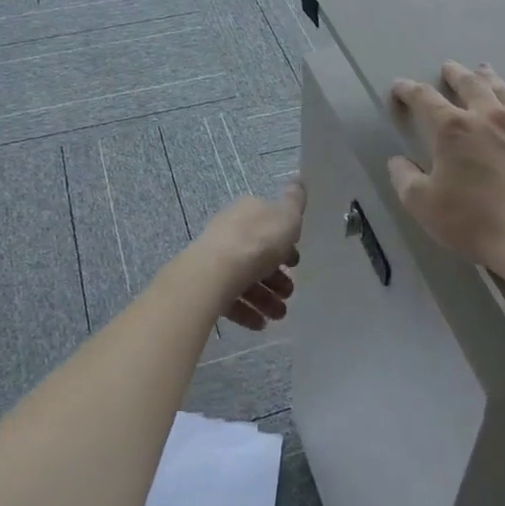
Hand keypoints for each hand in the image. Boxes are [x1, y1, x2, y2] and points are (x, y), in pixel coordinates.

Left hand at [194, 182, 305, 331]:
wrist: (216, 272)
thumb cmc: (258, 242)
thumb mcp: (287, 216)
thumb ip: (295, 200)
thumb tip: (298, 181)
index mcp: (248, 212)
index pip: (270, 226)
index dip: (286, 244)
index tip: (296, 263)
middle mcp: (230, 231)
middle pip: (258, 255)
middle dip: (277, 277)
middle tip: (290, 293)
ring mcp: (216, 258)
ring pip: (245, 279)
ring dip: (265, 298)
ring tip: (279, 315)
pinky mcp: (206, 284)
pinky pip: (230, 298)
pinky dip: (246, 311)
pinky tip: (260, 324)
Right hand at [388, 63, 504, 269]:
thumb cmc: (472, 219)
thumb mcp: (423, 204)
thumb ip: (405, 179)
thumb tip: (397, 162)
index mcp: (452, 129)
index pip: (425, 99)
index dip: (409, 90)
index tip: (400, 87)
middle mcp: (486, 117)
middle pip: (469, 85)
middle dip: (455, 74)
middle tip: (448, 67)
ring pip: (502, 91)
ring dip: (489, 77)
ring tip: (483, 69)